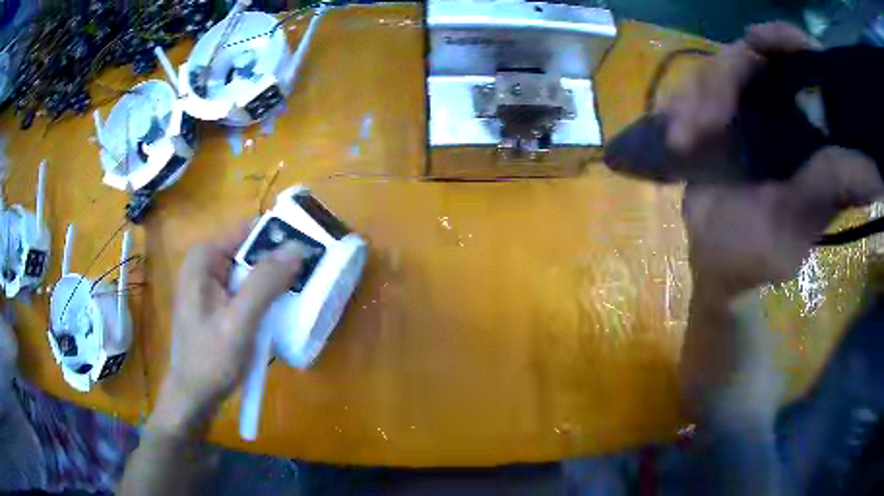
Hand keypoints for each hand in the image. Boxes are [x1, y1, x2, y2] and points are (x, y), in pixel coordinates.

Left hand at [151, 223, 302, 434]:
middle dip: (277, 265)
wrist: (194, 396)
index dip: (278, 239)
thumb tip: (297, 247)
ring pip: (250, 272)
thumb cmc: (211, 360)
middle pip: (249, 251)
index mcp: (204, 259)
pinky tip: (276, 315)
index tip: (308, 255)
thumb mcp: (240, 322)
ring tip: (296, 300)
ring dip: (272, 285)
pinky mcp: (215, 302)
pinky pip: (244, 290)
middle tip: (307, 282)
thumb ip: (265, 283)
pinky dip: (263, 299)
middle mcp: (205, 264)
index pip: (248, 231)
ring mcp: (209, 284)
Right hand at [666, 22, 882, 294]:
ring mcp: (750, 111)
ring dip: (696, 100)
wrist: (713, 261)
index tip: (757, 40)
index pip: (808, 65)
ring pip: (719, 72)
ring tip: (682, 140)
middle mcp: (786, 113)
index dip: (786, 41)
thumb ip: (828, 191)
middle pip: (754, 59)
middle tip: (702, 124)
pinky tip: (676, 136)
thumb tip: (874, 173)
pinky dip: (682, 106)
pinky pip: (697, 90)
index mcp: (813, 135)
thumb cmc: (756, 252)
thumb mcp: (794, 225)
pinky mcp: (721, 117)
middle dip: (723, 81)